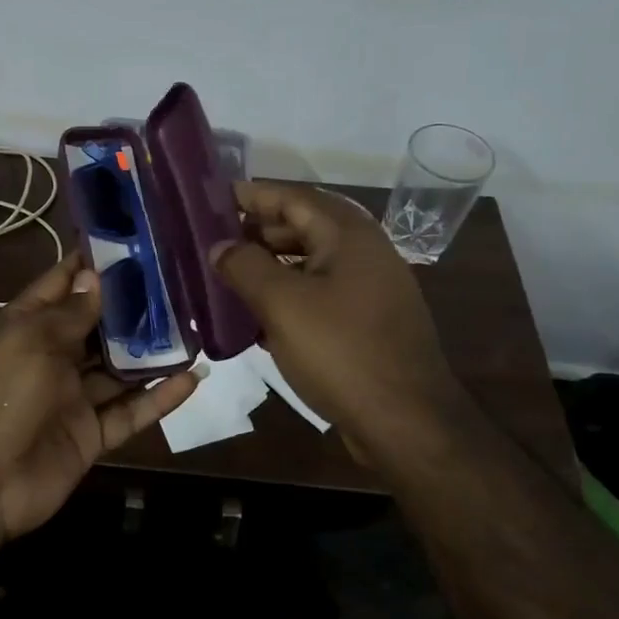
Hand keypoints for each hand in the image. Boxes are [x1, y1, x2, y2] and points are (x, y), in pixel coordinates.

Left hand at [0, 253, 197, 541]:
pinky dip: (159, 397)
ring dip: (151, 351)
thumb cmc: (1, 394)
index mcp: (24, 327)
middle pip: (95, 325)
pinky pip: (131, 411)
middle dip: (129, 306)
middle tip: (175, 281)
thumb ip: (70, 312)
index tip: (128, 242)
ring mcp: (72, 398)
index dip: (88, 264)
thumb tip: (94, 277)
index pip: (59, 285)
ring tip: (192, 325)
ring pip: (118, 369)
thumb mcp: (31, 340)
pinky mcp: (91, 433)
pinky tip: (193, 377)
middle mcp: (50, 357)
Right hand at [210, 180, 456, 446]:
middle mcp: (364, 252)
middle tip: (213, 239)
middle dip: (257, 230)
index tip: (212, 199)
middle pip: (303, 225)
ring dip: (270, 264)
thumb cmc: (341, 352)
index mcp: (348, 235)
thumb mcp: (282, 304)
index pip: (292, 197)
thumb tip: (219, 246)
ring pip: (310, 262)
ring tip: (227, 274)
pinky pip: (320, 293)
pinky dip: (288, 294)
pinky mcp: (367, 322)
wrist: (406, 423)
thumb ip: (245, 266)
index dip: (251, 195)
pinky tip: (257, 314)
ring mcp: (370, 289)